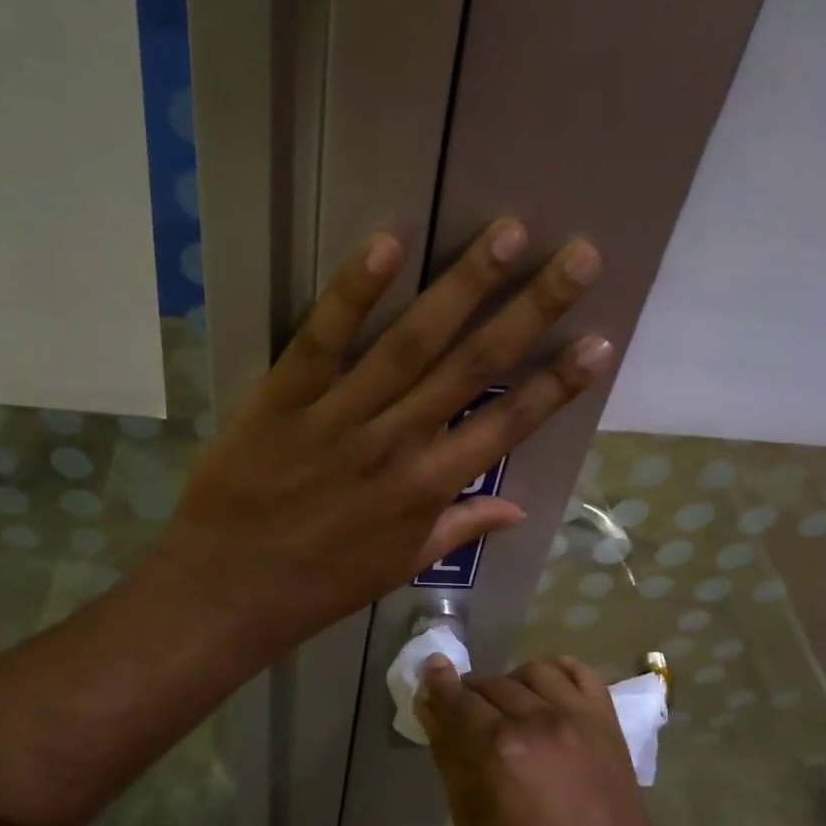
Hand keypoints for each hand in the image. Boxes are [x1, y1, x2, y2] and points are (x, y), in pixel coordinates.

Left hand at [150, 221, 611, 661]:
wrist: (227, 592)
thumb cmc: (320, 584)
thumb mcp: (400, 566)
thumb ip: (459, 528)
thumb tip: (517, 508)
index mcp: (428, 489)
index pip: (508, 427)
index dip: (557, 385)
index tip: (599, 341)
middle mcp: (397, 445)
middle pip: (473, 368)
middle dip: (531, 310)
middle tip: (579, 256)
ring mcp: (339, 418)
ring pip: (411, 343)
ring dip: (463, 286)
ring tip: (509, 233)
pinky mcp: (282, 398)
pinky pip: (322, 340)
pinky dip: (354, 292)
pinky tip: (389, 242)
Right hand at [415, 654, 675, 825]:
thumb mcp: (470, 822)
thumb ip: (449, 756)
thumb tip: (430, 708)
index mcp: (499, 750)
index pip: (457, 699)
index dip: (438, 685)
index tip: (430, 673)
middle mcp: (539, 721)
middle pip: (491, 684)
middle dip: (470, 695)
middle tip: (465, 716)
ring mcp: (579, 718)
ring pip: (532, 672)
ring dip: (511, 683)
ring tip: (507, 710)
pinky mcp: (609, 724)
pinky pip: (580, 673)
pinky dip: (557, 673)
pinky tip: (544, 691)